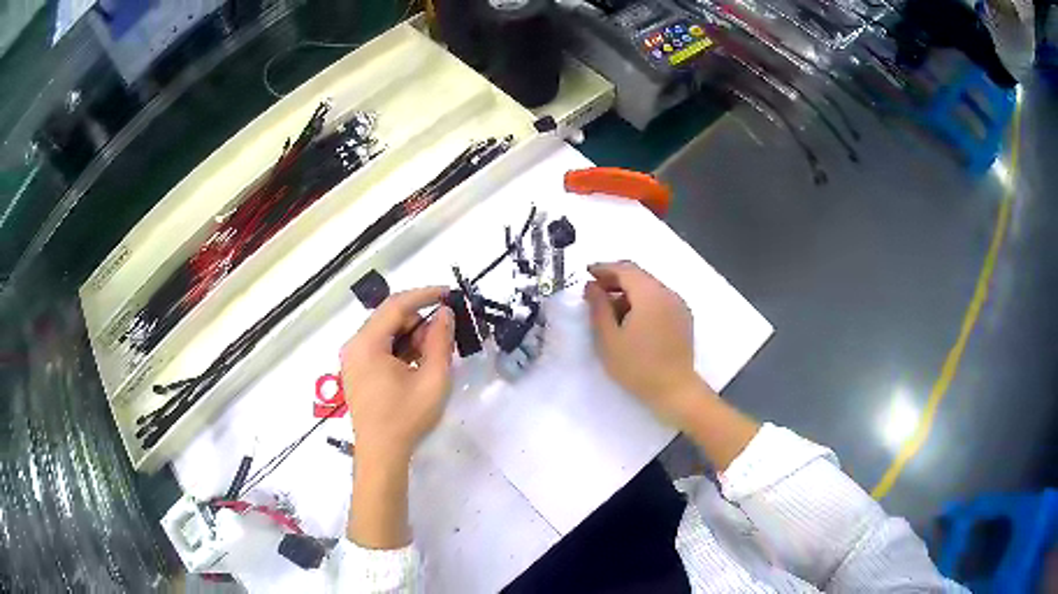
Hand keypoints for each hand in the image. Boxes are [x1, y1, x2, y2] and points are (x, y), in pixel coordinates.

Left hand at [340, 287, 454, 466]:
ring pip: (385, 333)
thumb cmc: (406, 418)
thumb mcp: (433, 379)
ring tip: (433, 354)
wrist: (381, 454)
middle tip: (445, 335)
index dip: (425, 295)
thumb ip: (441, 342)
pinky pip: (379, 348)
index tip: (449, 293)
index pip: (396, 305)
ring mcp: (352, 359)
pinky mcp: (356, 372)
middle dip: (419, 320)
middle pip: (389, 318)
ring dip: (411, 335)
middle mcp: (354, 345)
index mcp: (367, 343)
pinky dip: (400, 349)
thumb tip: (445, 314)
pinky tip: (417, 364)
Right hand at [584, 261, 711, 428]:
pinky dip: (643, 302)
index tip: (587, 273)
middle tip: (595, 292)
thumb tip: (591, 286)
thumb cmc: (637, 367)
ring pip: (650, 288)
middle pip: (639, 276)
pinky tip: (632, 321)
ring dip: (629, 292)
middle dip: (616, 279)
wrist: (674, 390)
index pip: (625, 269)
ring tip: (610, 310)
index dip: (604, 268)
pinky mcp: (683, 318)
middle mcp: (668, 293)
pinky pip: (660, 300)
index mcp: (650, 294)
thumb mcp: (609, 339)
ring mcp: (679, 305)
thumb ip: (598, 308)